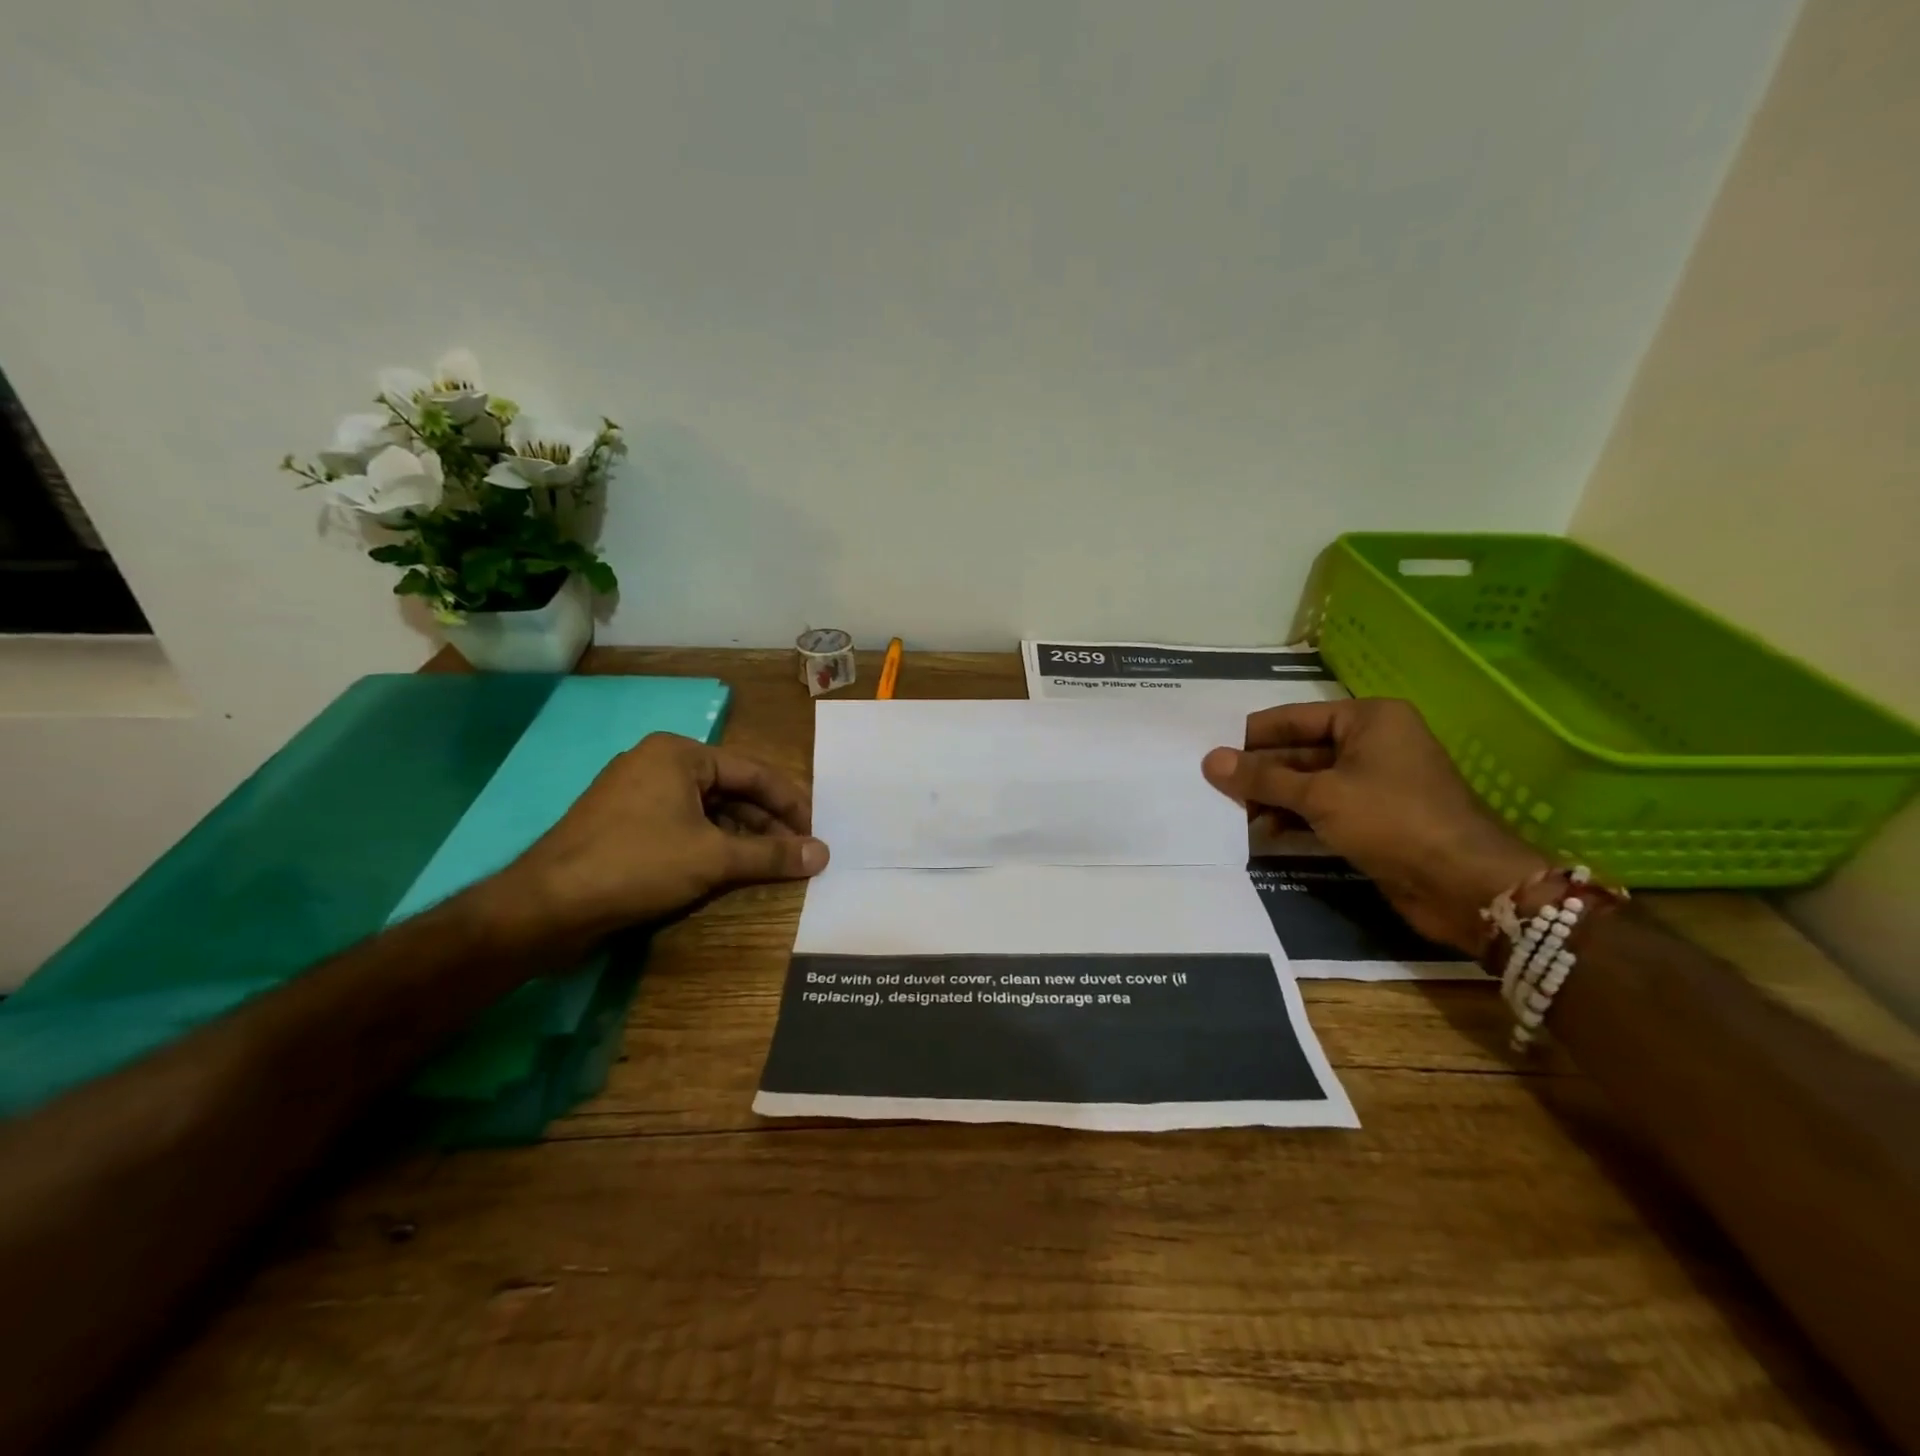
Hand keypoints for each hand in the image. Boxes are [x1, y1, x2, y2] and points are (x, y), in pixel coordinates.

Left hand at [493, 733, 828, 940]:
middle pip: (731, 790)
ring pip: (707, 811)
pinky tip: (730, 870)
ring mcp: (636, 794)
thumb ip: (771, 854)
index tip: (816, 832)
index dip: (790, 803)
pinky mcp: (623, 825)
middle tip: (797, 852)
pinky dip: (710, 845)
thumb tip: (823, 854)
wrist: (545, 907)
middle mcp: (658, 764)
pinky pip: (682, 826)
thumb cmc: (636, 865)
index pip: (753, 772)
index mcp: (679, 754)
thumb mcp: (712, 858)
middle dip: (766, 823)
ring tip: (771, 864)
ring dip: (741, 837)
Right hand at [1202, 699, 1549, 953]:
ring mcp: (1374, 782)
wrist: (1464, 884)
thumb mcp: (1320, 795)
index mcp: (1368, 719)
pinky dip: (1294, 817)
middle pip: (1299, 750)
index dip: (1251, 736)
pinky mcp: (1374, 818)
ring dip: (1272, 797)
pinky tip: (1264, 831)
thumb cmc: (1392, 820)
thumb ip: (1262, 778)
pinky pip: (1323, 808)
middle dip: (1259, 771)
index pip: (1293, 717)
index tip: (1210, 750)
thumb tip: (1209, 761)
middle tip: (1213, 787)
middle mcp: (1372, 743)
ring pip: (1309, 781)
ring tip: (1231, 812)